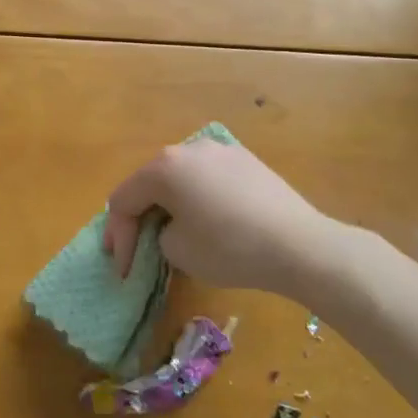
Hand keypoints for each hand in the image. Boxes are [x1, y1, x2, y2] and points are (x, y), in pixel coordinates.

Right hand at [103, 138, 330, 296]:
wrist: (299, 244)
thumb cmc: (229, 248)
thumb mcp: (177, 251)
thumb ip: (158, 234)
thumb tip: (172, 226)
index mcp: (164, 167)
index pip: (124, 200)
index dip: (118, 237)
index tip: (123, 269)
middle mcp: (189, 148)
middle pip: (149, 184)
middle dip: (140, 218)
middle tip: (137, 250)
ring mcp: (221, 150)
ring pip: (180, 179)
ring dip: (169, 206)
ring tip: (171, 235)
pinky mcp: (246, 161)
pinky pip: (208, 179)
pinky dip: (197, 199)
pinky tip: (206, 222)